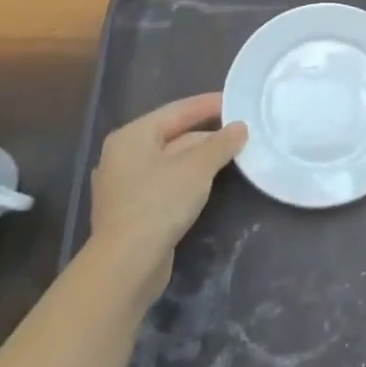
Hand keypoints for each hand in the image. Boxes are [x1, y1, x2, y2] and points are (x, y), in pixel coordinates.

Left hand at [88, 94, 246, 304]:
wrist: (126, 266)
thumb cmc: (159, 203)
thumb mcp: (198, 167)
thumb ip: (221, 143)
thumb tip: (240, 127)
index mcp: (133, 136)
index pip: (178, 110)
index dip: (209, 104)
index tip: (237, 100)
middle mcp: (124, 155)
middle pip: (174, 135)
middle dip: (208, 134)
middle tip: (241, 130)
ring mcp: (126, 185)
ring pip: (171, 161)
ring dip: (201, 157)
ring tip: (233, 153)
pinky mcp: (133, 211)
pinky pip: (166, 182)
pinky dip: (189, 178)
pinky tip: (210, 181)